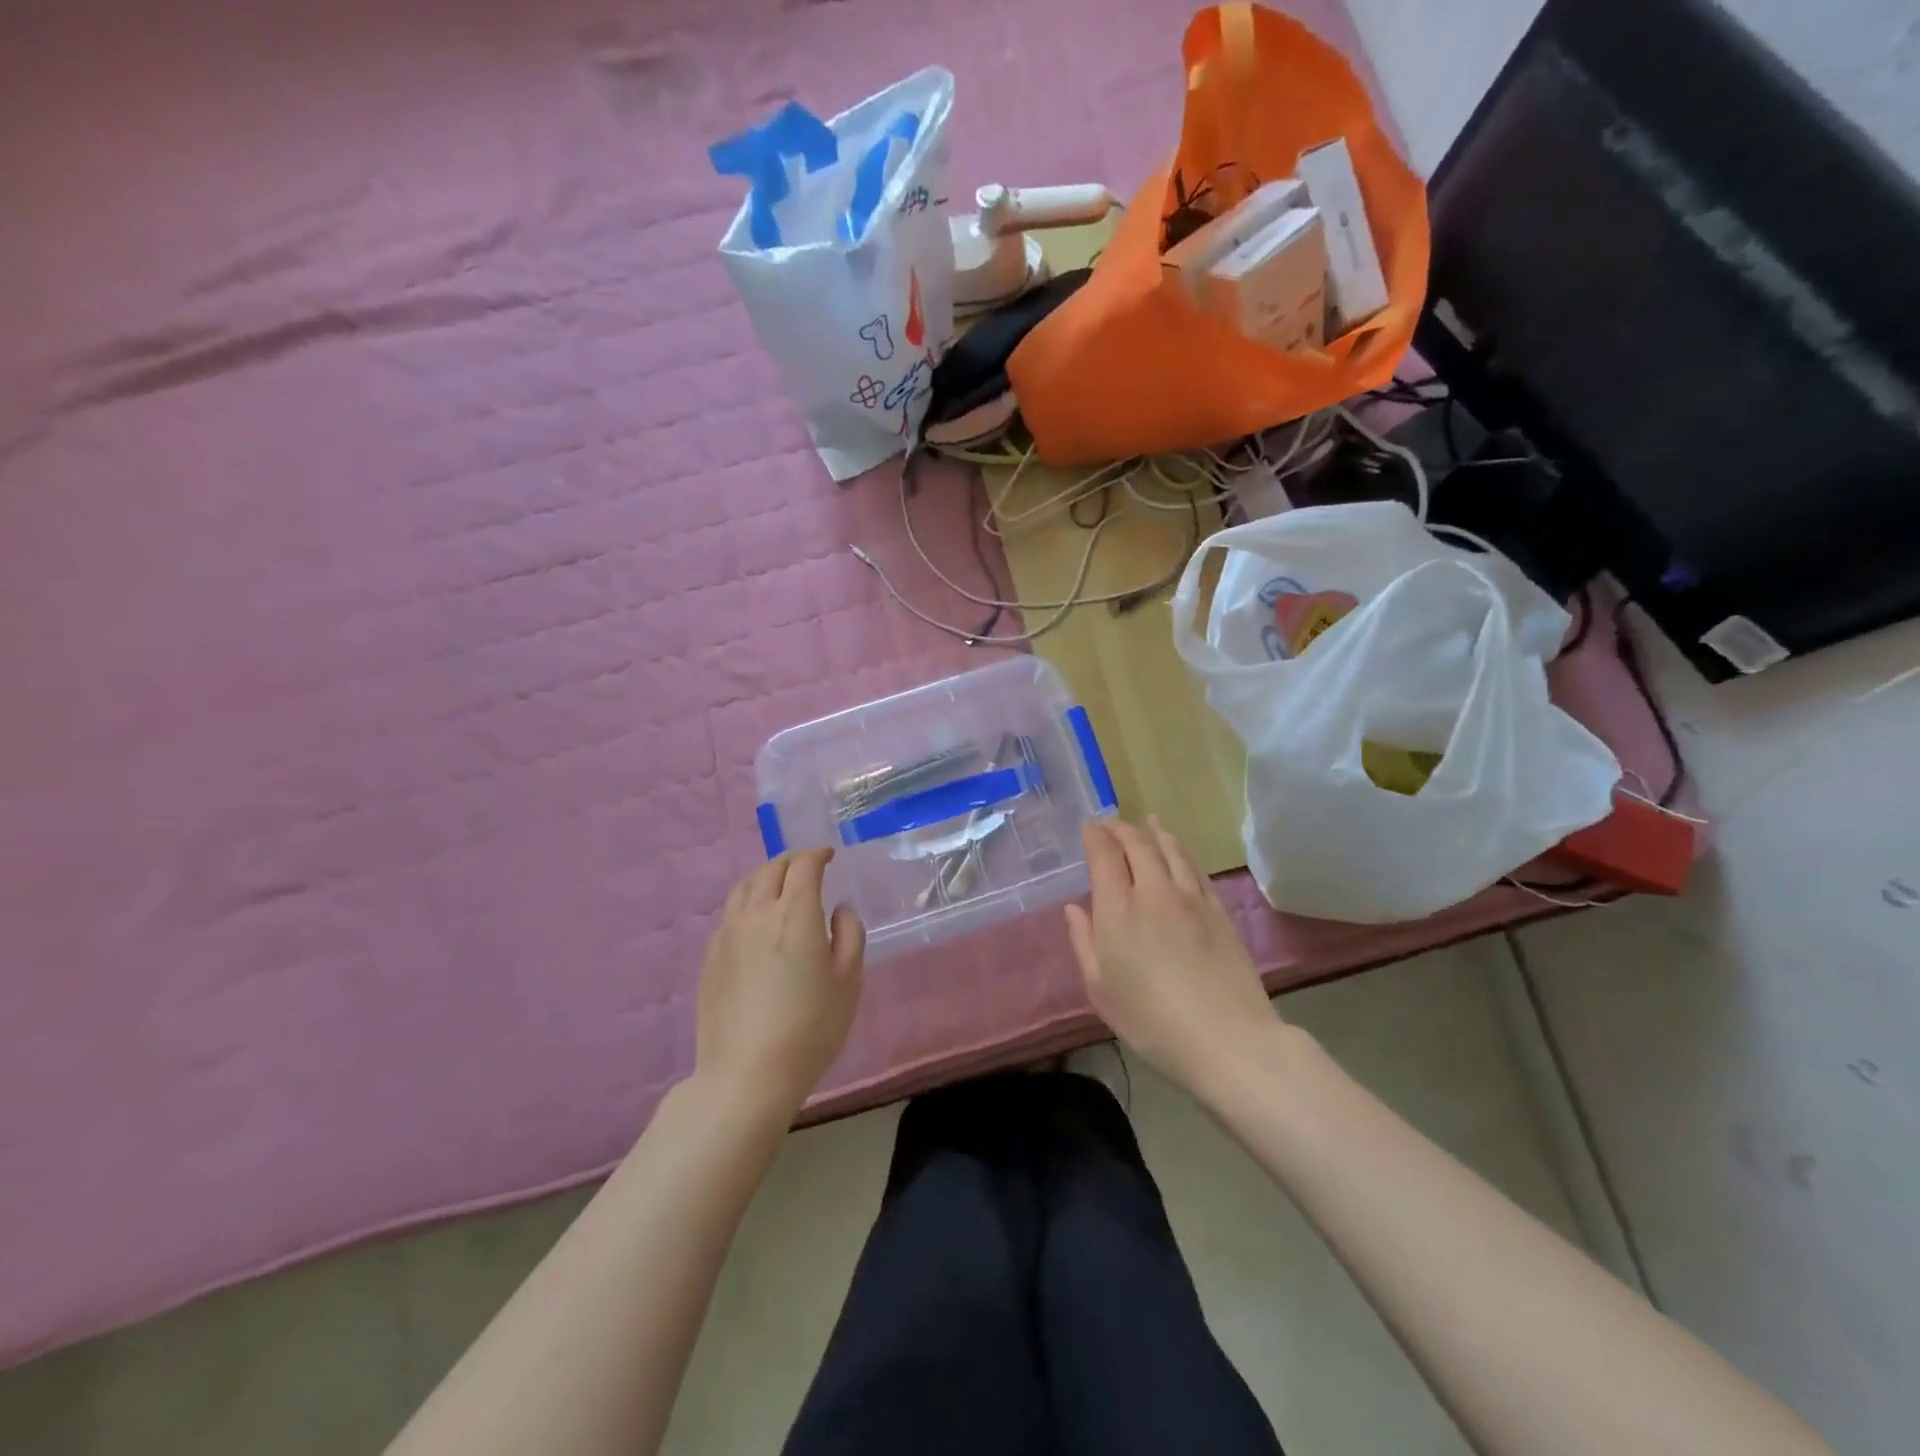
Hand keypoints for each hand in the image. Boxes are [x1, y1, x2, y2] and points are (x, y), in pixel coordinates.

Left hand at [696, 849, 865, 1116]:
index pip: (804, 865)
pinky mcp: (711, 956)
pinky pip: (730, 913)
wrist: (746, 1075)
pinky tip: (757, 923)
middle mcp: (757, 913)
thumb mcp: (848, 982)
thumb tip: (838, 909)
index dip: (818, 854)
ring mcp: (728, 933)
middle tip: (808, 867)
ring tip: (780, 887)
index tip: (829, 856)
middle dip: (792, 861)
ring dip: (766, 877)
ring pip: (744, 886)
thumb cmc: (810, 1028)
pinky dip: (748, 902)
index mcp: (795, 913)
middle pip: (771, 869)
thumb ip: (849, 935)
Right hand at [1064, 816, 1280, 1094]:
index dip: (1095, 836)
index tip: (1089, 827)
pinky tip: (1179, 852)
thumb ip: (1083, 942)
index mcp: (1118, 909)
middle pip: (1138, 844)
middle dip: (1121, 828)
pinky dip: (1182, 852)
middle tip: (1111, 823)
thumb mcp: (1100, 989)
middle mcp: (1154, 892)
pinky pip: (1196, 869)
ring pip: (1171, 850)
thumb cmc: (1151, 1020)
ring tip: (1148, 822)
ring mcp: (1191, 898)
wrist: (1226, 1038)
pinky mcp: (1219, 910)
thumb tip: (1073, 908)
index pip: (1104, 855)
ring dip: (1155, 832)